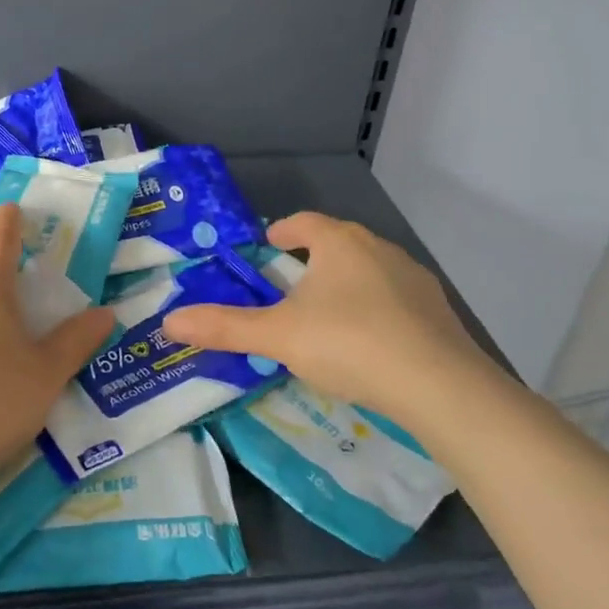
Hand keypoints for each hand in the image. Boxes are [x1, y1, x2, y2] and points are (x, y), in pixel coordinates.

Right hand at [162, 212, 490, 422]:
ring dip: (345, 283)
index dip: (282, 232)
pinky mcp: (437, 309)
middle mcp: (377, 247)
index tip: (268, 246)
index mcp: (338, 242)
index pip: (304, 222)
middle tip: (289, 285)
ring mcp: (412, 277)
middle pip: (336, 243)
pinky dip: (376, 309)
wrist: (439, 385)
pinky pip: (395, 298)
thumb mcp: (279, 337)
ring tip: (327, 315)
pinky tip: (370, 341)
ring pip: (368, 270)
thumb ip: (225, 327)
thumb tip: (169, 322)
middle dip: (311, 259)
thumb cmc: (349, 344)